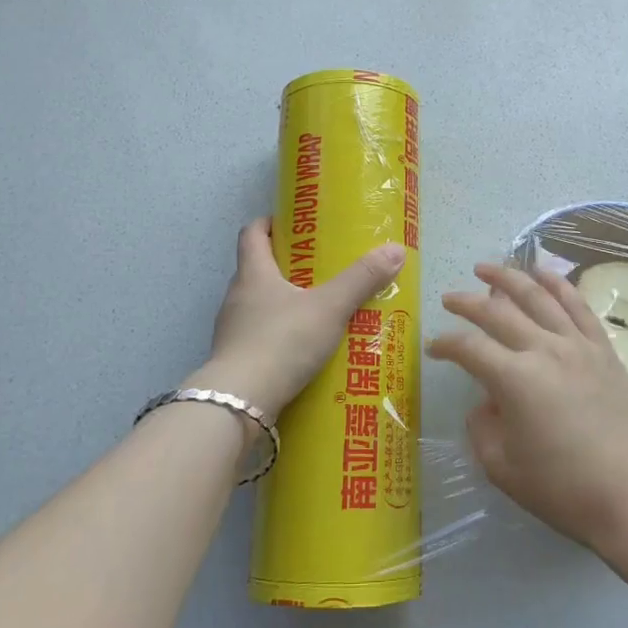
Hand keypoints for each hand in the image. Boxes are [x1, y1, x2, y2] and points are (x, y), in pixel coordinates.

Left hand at [188, 218, 405, 417]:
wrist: (239, 404)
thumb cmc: (281, 341)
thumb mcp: (329, 307)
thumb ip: (361, 279)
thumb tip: (396, 249)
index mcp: (253, 273)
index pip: (252, 234)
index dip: (269, 223)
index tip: (293, 224)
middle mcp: (237, 296)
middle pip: (256, 269)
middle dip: (285, 266)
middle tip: (320, 268)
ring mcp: (232, 330)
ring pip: (258, 305)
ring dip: (283, 304)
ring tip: (317, 311)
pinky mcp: (235, 360)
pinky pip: (259, 337)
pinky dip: (279, 336)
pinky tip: (303, 350)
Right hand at [431, 262, 627, 549]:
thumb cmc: (564, 488)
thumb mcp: (502, 468)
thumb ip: (482, 428)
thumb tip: (486, 402)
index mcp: (515, 380)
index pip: (469, 348)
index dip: (446, 345)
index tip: (433, 348)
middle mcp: (544, 350)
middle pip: (498, 312)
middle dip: (467, 302)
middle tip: (449, 298)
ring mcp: (577, 345)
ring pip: (538, 296)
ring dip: (509, 277)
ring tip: (487, 268)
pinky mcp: (602, 349)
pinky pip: (578, 305)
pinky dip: (557, 284)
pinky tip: (542, 272)